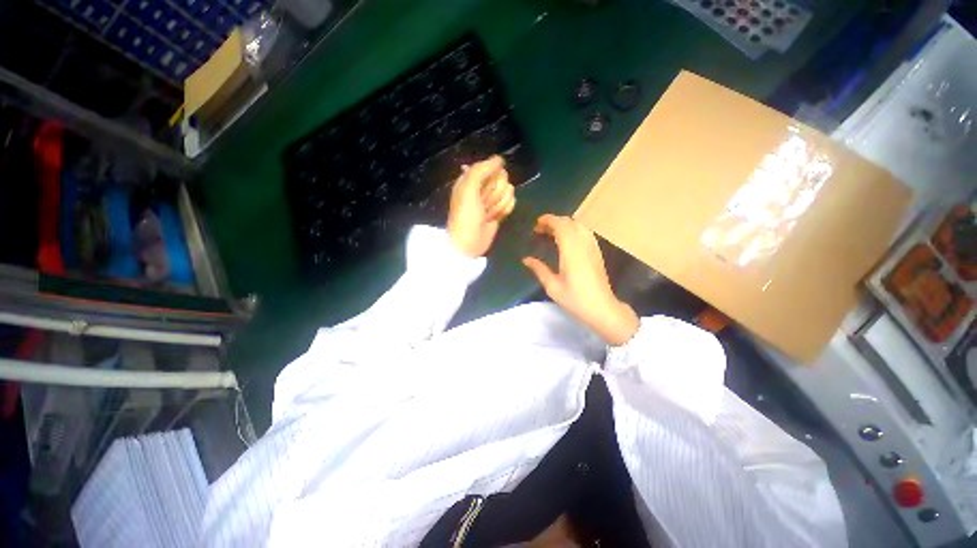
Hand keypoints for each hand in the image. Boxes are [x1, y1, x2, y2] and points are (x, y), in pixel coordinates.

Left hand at [447, 156, 515, 257]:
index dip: (490, 177)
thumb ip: (482, 169)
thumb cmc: (465, 215)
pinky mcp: (500, 211)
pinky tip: (495, 218)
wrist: (468, 242)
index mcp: (471, 178)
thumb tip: (500, 159)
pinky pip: (511, 202)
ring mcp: (492, 199)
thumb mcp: (468, 188)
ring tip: (487, 214)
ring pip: (509, 191)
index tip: (483, 188)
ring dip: (499, 204)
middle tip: (483, 204)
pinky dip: (504, 210)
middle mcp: (482, 187)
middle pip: (502, 178)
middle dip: (495, 192)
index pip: (492, 166)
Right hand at [522, 215, 638, 345]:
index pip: (561, 226)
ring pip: (579, 225)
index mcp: (571, 251)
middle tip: (540, 229)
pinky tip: (566, 239)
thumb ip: (539, 269)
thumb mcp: (552, 286)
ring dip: (564, 224)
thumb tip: (525, 259)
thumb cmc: (575, 299)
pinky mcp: (597, 252)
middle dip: (554, 221)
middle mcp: (583, 244)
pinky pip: (585, 232)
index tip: (536, 224)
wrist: (602, 308)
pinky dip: (573, 229)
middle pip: (569, 222)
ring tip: (551, 232)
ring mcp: (592, 247)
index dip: (548, 220)